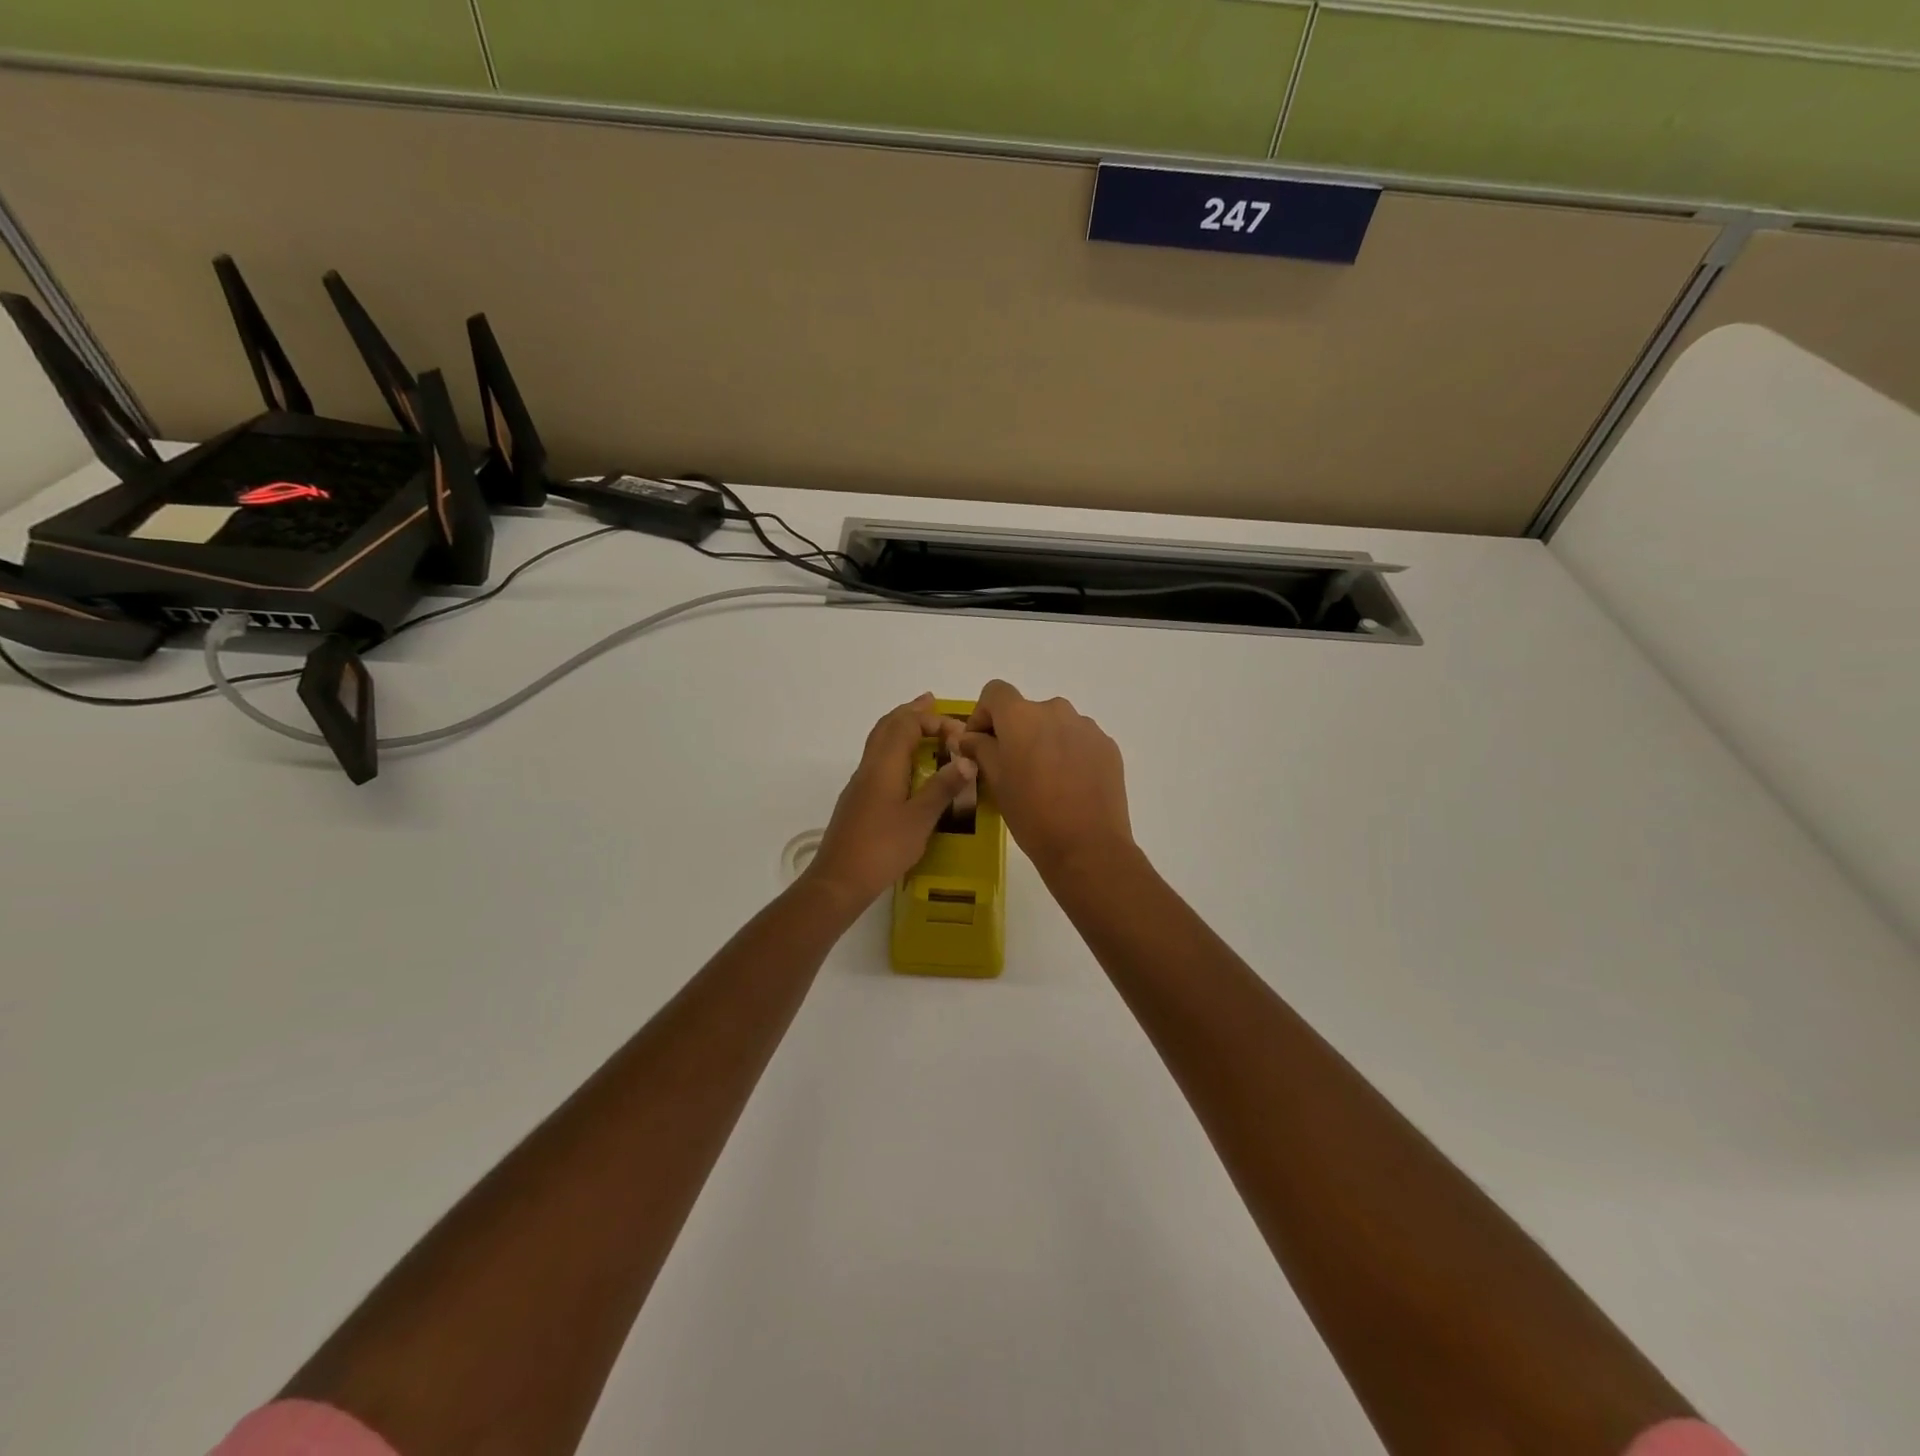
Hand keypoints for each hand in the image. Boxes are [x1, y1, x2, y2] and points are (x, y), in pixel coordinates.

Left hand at [803, 693, 977, 909]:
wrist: (839, 880)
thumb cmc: (882, 848)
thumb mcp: (920, 819)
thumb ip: (942, 788)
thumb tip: (966, 760)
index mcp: (884, 766)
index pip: (906, 725)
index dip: (932, 721)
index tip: (959, 733)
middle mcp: (868, 768)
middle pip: (887, 727)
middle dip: (910, 713)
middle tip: (931, 703)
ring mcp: (860, 785)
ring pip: (879, 743)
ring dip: (900, 729)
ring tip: (921, 727)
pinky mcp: (858, 801)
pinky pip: (878, 761)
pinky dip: (894, 750)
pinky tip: (906, 767)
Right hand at [957, 681, 1134, 880]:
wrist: (1087, 846)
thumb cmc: (1031, 813)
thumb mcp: (995, 781)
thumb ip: (980, 749)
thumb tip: (971, 737)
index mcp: (1022, 716)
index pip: (995, 692)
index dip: (983, 714)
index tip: (980, 744)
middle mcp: (1056, 710)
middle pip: (1027, 711)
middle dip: (1015, 733)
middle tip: (1011, 768)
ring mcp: (1086, 727)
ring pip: (1055, 726)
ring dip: (1044, 743)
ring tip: (1044, 781)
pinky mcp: (1108, 746)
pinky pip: (1079, 741)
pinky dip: (1069, 754)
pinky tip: (1069, 786)